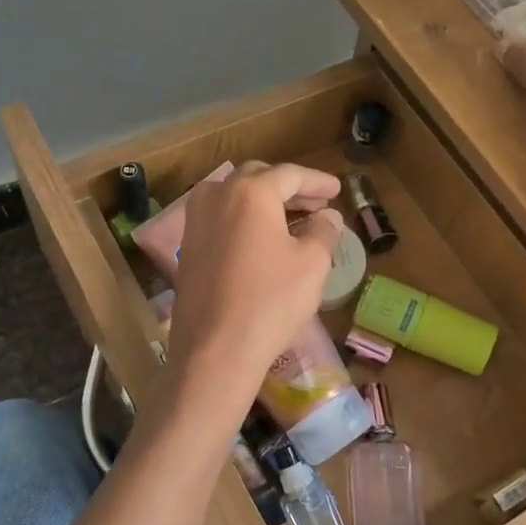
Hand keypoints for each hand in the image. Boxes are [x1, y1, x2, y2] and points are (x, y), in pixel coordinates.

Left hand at [166, 162, 343, 394]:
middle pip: (258, 178)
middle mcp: (217, 196)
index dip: (317, 181)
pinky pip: (220, 219)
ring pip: (234, 196)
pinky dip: (244, 220)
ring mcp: (196, 222)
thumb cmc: (271, 301)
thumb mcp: (312, 264)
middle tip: (316, 203)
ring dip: (264, 202)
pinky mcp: (187, 248)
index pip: (290, 174)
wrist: (216, 350)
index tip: (337, 191)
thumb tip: (328, 217)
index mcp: (251, 192)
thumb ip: (323, 232)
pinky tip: (262, 241)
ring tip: (291, 220)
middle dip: (289, 188)